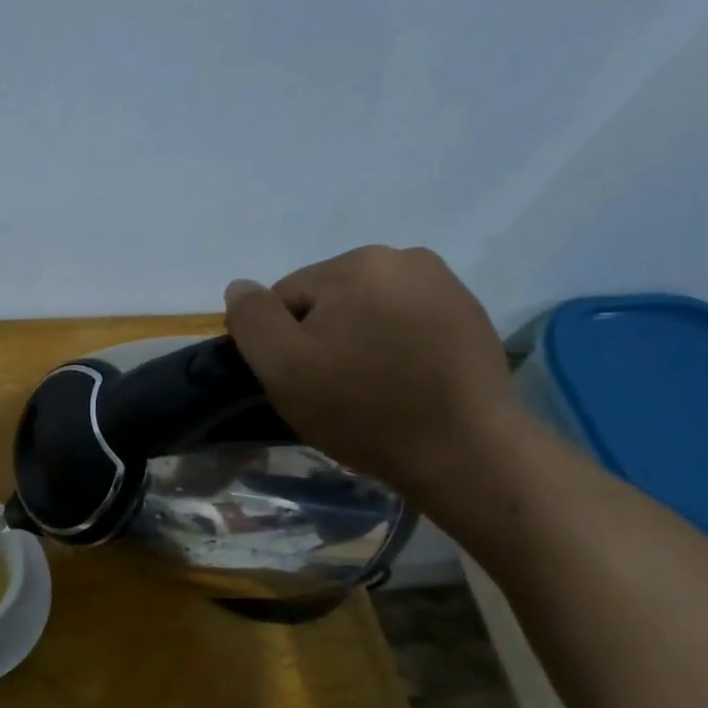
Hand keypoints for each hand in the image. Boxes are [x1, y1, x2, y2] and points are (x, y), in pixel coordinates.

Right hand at [223, 246, 522, 498]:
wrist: (465, 450)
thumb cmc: (362, 408)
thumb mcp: (283, 367)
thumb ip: (252, 319)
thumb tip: (239, 286)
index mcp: (356, 263)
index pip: (285, 297)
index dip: (282, 343)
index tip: (301, 382)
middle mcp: (404, 257)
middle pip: (328, 300)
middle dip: (322, 338)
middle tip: (333, 389)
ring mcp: (444, 284)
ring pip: (367, 311)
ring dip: (357, 341)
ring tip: (370, 388)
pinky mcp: (468, 314)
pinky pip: (405, 323)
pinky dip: (394, 347)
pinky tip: (403, 383)